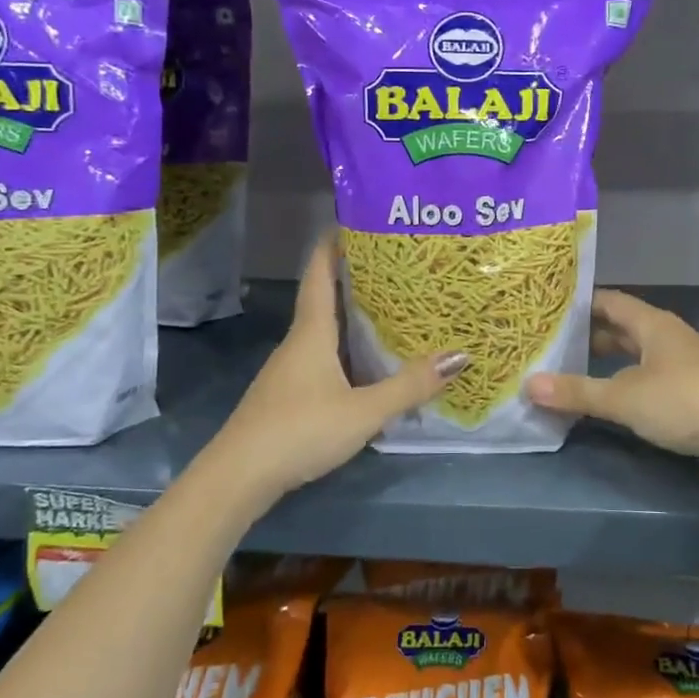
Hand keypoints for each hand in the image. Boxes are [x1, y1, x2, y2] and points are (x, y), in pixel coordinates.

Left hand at [213, 237, 466, 497]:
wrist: (238, 478)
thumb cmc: (300, 430)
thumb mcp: (364, 410)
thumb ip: (410, 385)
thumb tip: (460, 355)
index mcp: (312, 332)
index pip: (319, 273)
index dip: (333, 243)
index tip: (355, 219)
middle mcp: (298, 343)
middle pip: (324, 299)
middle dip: (355, 278)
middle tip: (396, 266)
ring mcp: (289, 371)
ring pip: (324, 332)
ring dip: (352, 317)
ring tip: (392, 310)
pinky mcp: (288, 396)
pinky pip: (323, 358)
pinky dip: (346, 350)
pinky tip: (368, 365)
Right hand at [525, 290, 698, 483]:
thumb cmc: (686, 401)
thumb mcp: (624, 396)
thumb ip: (577, 392)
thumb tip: (527, 385)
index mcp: (652, 324)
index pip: (608, 301)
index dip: (578, 304)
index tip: (545, 311)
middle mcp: (666, 338)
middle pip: (620, 329)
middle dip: (586, 337)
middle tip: (547, 347)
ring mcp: (681, 367)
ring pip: (634, 358)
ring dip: (605, 366)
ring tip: (567, 375)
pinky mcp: (691, 395)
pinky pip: (647, 383)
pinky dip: (624, 389)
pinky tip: (605, 405)